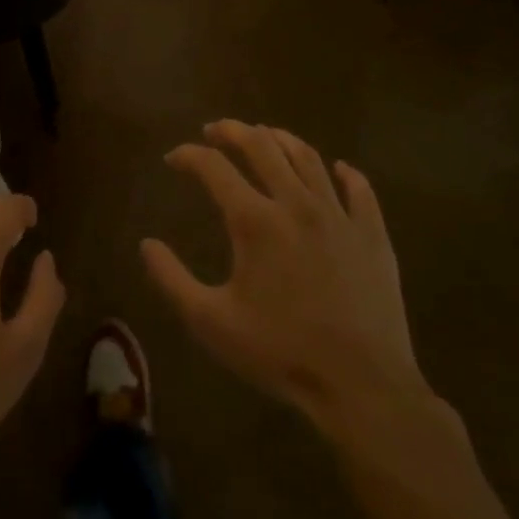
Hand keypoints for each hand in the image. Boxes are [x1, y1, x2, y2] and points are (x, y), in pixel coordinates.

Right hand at [141, 121, 434, 441]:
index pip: (212, 166)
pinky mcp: (372, 235)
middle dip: (232, 131)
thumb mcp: (212, 322)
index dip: (188, 155)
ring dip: (280, 139)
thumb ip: (172, 279)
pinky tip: (338, 168)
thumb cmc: (281, 353)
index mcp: (254, 220)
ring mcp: (338, 216)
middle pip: (261, 145)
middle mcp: (295, 203)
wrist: (363, 387)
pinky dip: (345, 173)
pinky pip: (359, 189)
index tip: (173, 159)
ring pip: (307, 157)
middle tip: (215, 130)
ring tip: (265, 135)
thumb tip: (146, 244)